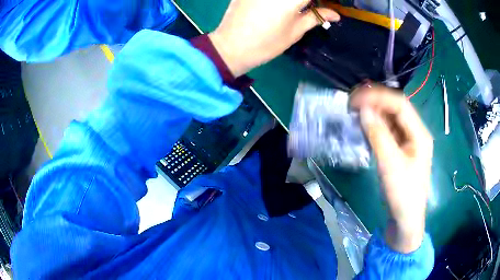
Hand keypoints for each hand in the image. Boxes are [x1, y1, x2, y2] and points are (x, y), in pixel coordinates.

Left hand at [208, 0, 339, 76]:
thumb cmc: (266, 43)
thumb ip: (316, 17)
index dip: (324, 1)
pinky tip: (278, 5)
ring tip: (297, 7)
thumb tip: (336, 14)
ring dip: (296, 1)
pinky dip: (279, 0)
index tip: (327, 5)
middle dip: (307, 1)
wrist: (231, 47)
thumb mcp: (295, 31)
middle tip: (310, 7)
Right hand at [350, 85, 432, 253]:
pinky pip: (387, 132)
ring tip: (355, 111)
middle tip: (353, 103)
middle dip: (375, 102)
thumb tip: (363, 109)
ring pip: (390, 119)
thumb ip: (378, 135)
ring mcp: (408, 141)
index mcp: (419, 133)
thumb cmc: (403, 194)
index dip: (378, 97)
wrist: (405, 220)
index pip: (399, 104)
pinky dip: (375, 126)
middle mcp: (415, 133)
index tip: (356, 98)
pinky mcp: (400, 150)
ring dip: (374, 113)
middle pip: (396, 109)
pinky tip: (364, 126)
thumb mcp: (390, 164)